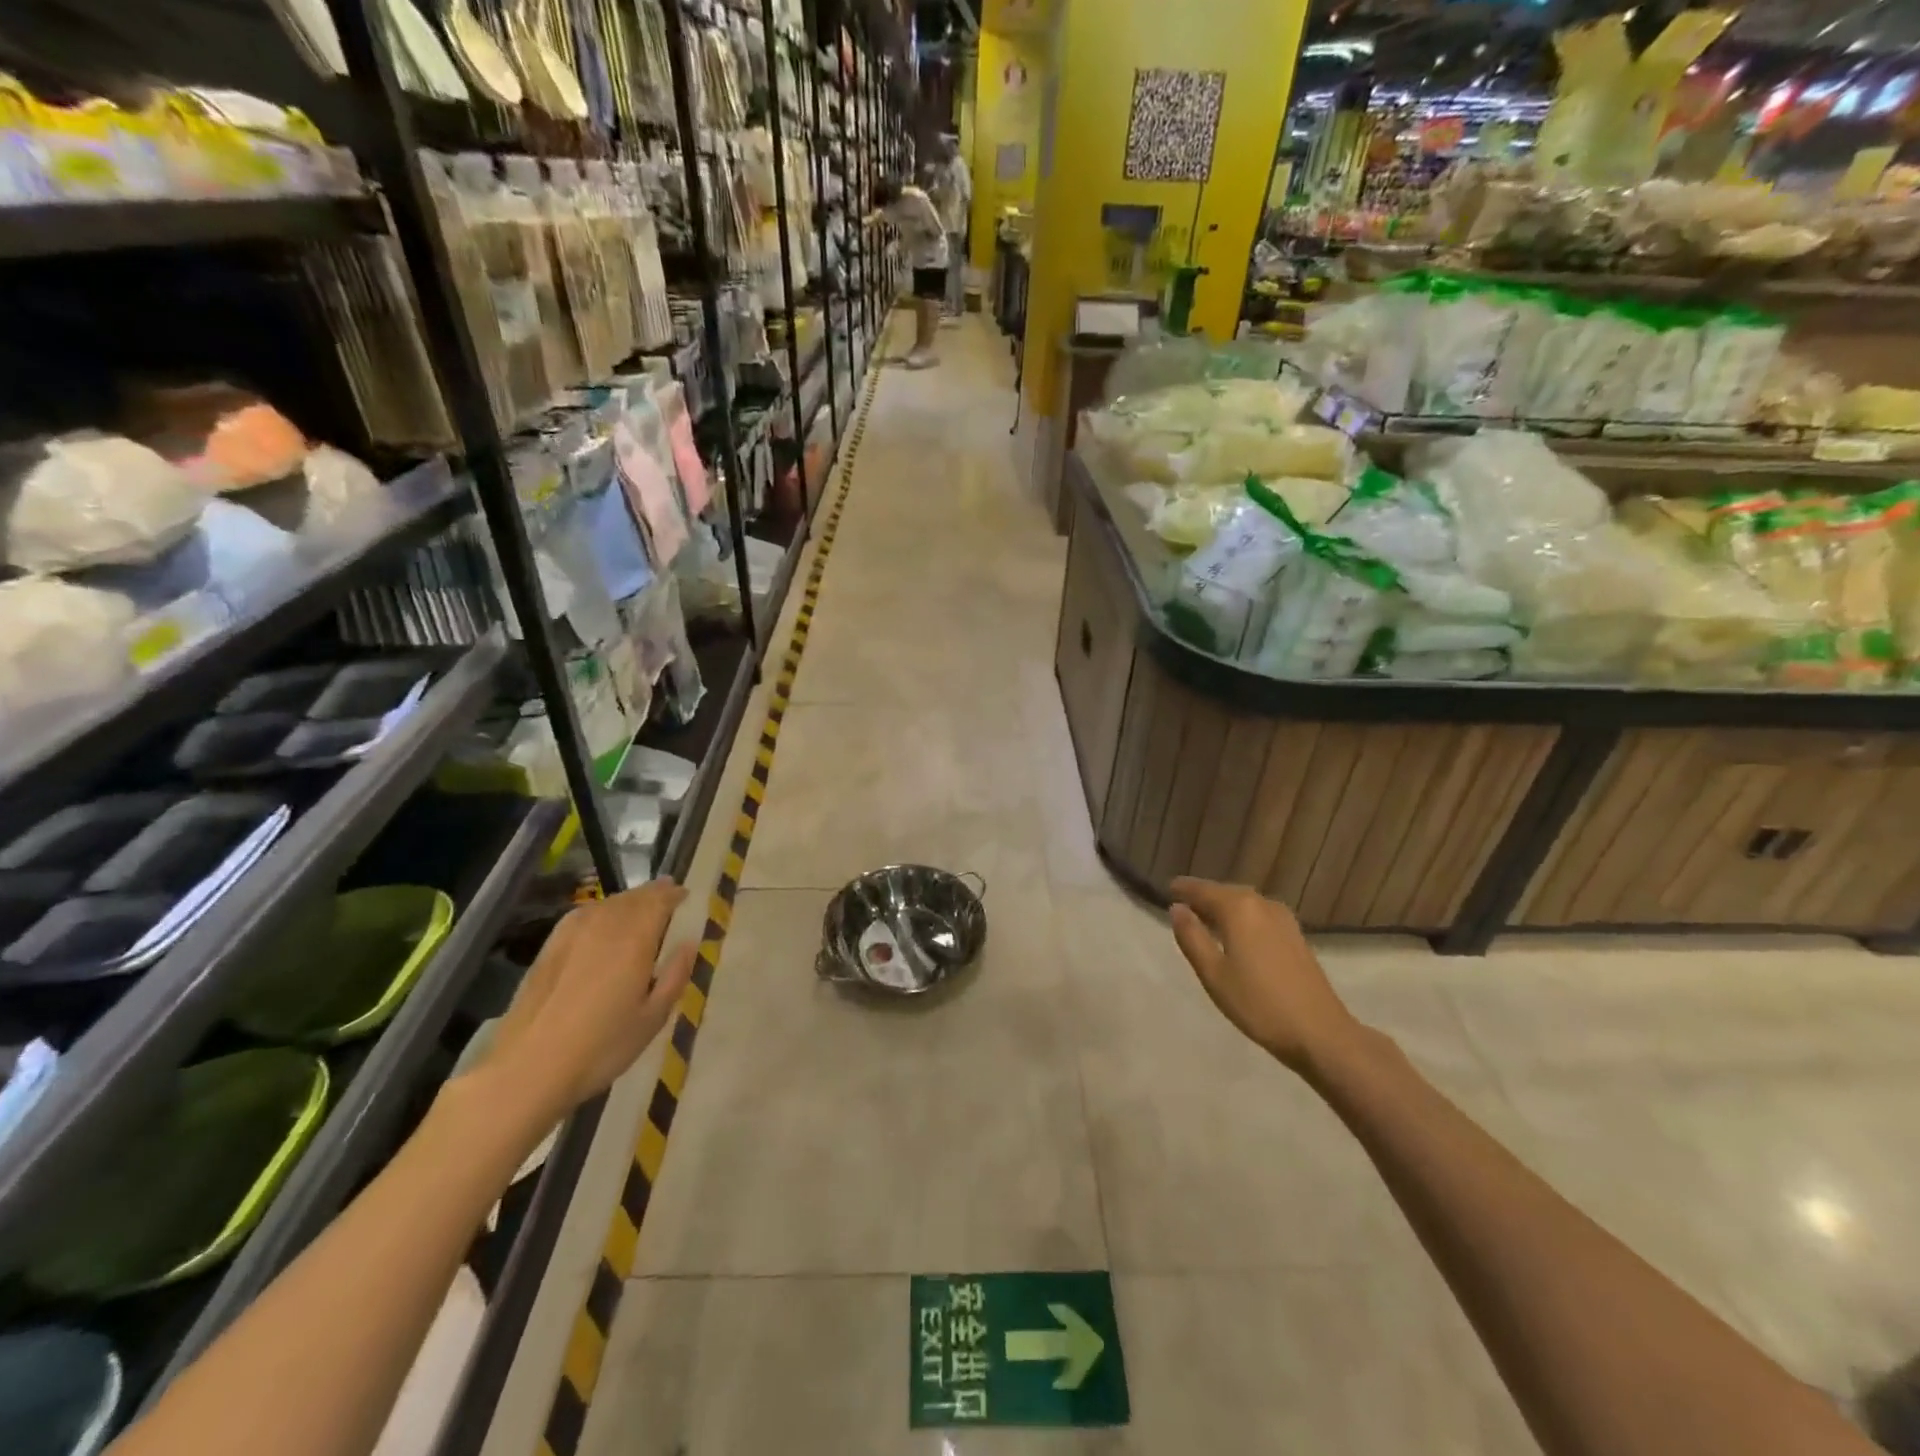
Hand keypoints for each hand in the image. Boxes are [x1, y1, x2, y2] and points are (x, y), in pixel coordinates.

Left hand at [478, 878, 698, 1123]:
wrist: (528, 1068)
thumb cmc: (602, 1047)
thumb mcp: (653, 1018)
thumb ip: (675, 975)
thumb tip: (688, 943)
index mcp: (634, 939)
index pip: (659, 900)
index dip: (674, 894)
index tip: (686, 895)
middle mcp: (604, 926)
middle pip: (632, 897)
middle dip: (652, 893)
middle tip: (667, 895)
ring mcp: (572, 934)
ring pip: (607, 904)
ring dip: (627, 901)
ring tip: (638, 908)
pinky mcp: (549, 948)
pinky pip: (583, 915)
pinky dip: (600, 911)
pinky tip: (601, 923)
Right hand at [1168, 877, 1360, 1075]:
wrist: (1320, 1032)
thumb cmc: (1258, 1004)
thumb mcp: (1213, 974)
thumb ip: (1191, 937)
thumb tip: (1177, 908)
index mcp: (1238, 908)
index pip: (1202, 889)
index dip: (1183, 889)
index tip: (1167, 888)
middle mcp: (1261, 904)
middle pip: (1225, 892)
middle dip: (1203, 896)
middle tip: (1182, 904)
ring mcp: (1283, 919)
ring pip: (1244, 903)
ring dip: (1223, 907)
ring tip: (1204, 919)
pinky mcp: (1295, 935)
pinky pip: (1259, 914)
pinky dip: (1241, 917)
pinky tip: (1235, 934)